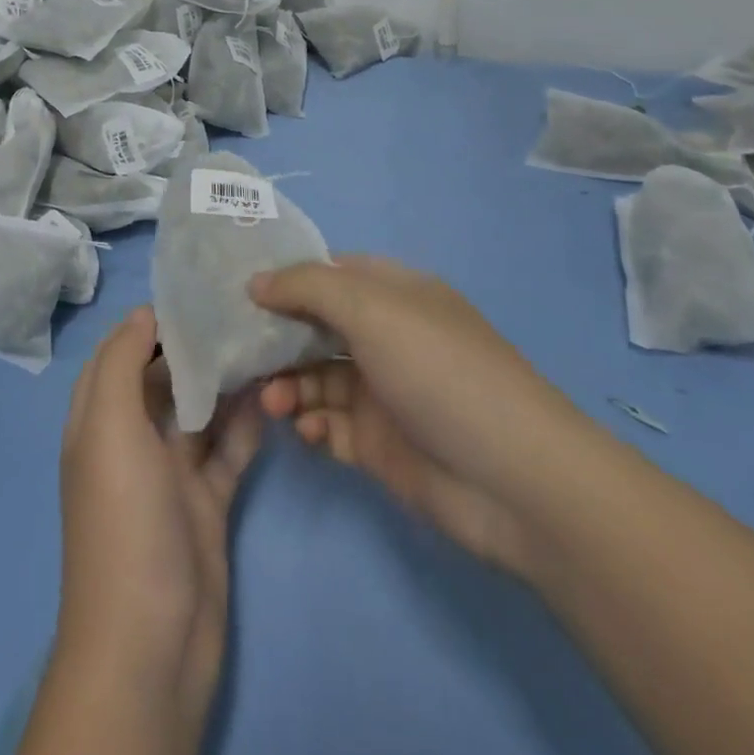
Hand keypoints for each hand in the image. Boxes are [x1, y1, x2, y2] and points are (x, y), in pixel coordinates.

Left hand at [42, 306, 264, 754]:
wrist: (151, 644)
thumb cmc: (123, 522)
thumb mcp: (109, 430)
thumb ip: (122, 366)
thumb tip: (144, 314)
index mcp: (98, 422)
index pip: (119, 355)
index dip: (148, 323)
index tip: (192, 293)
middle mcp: (131, 442)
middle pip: (163, 379)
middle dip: (194, 347)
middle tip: (239, 310)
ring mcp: (171, 475)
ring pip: (200, 412)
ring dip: (226, 382)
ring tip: (264, 341)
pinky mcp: (207, 503)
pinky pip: (228, 451)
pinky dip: (247, 424)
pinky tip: (274, 394)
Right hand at [252, 255, 590, 581]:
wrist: (514, 480)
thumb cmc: (439, 371)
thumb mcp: (371, 309)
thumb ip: (306, 287)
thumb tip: (255, 282)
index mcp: (393, 294)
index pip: (327, 274)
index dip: (285, 279)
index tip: (239, 291)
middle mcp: (385, 337)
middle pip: (314, 327)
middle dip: (277, 338)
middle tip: (242, 353)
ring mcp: (382, 392)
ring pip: (315, 378)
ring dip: (288, 385)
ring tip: (272, 402)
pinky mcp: (379, 445)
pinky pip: (329, 425)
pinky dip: (311, 424)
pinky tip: (306, 430)